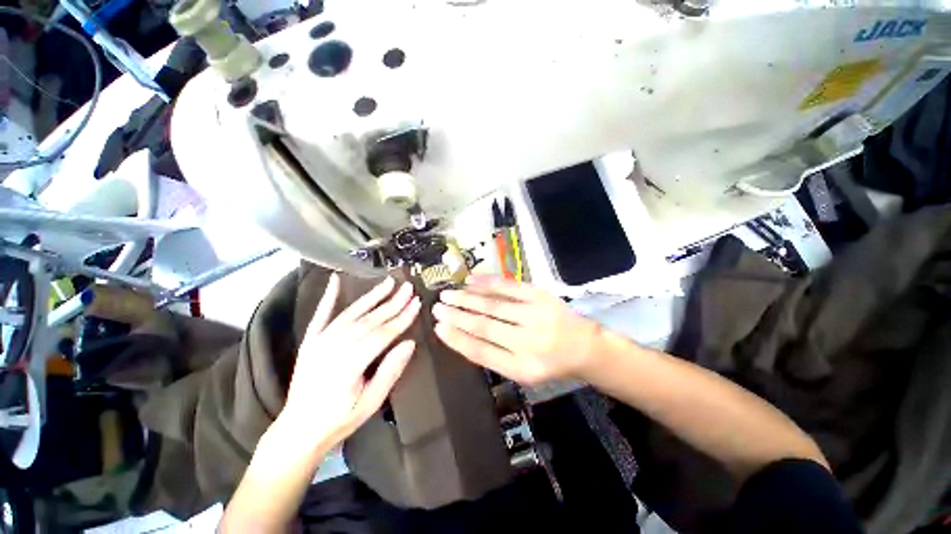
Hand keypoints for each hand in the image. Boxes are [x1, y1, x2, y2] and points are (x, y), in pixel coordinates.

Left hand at [276, 274, 420, 454]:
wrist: (298, 430)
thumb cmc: (339, 420)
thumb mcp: (370, 403)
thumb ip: (390, 371)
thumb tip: (409, 343)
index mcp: (348, 367)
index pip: (382, 335)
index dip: (402, 318)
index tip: (417, 303)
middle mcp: (332, 349)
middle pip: (369, 320)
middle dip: (392, 303)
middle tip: (409, 288)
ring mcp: (318, 342)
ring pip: (351, 313)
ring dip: (372, 296)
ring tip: (389, 282)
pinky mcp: (310, 341)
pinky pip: (321, 314)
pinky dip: (328, 296)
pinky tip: (335, 279)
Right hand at [433, 276, 601, 384]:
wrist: (583, 346)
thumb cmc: (549, 362)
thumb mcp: (522, 371)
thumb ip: (494, 356)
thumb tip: (461, 335)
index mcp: (522, 368)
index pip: (481, 352)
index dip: (456, 339)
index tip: (438, 327)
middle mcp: (528, 342)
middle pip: (484, 326)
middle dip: (456, 315)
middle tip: (437, 307)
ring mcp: (535, 315)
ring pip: (493, 305)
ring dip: (467, 298)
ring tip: (448, 294)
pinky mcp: (540, 296)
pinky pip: (509, 286)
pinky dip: (488, 282)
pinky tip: (471, 280)